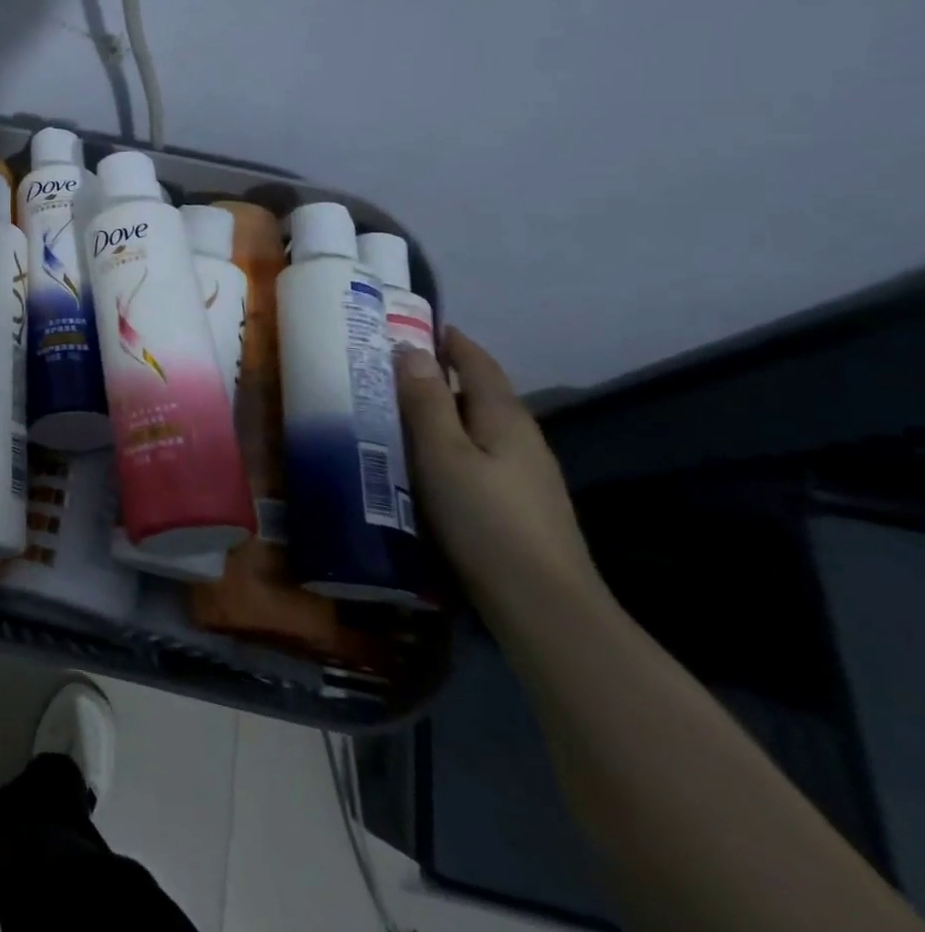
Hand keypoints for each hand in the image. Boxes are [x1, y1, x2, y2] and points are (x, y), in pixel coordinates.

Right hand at [396, 328, 603, 623]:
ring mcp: (526, 475)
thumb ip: (426, 400)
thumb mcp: (442, 453)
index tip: (413, 325)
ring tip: (398, 414)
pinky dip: (451, 446)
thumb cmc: (484, 519)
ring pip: (478, 428)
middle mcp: (522, 438)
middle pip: (479, 393)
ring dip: (443, 414)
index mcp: (505, 417)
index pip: (477, 362)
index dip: (448, 341)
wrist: (544, 606)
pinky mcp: (520, 506)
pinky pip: (479, 457)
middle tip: (388, 370)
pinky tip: (428, 464)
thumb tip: (410, 349)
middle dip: (439, 376)